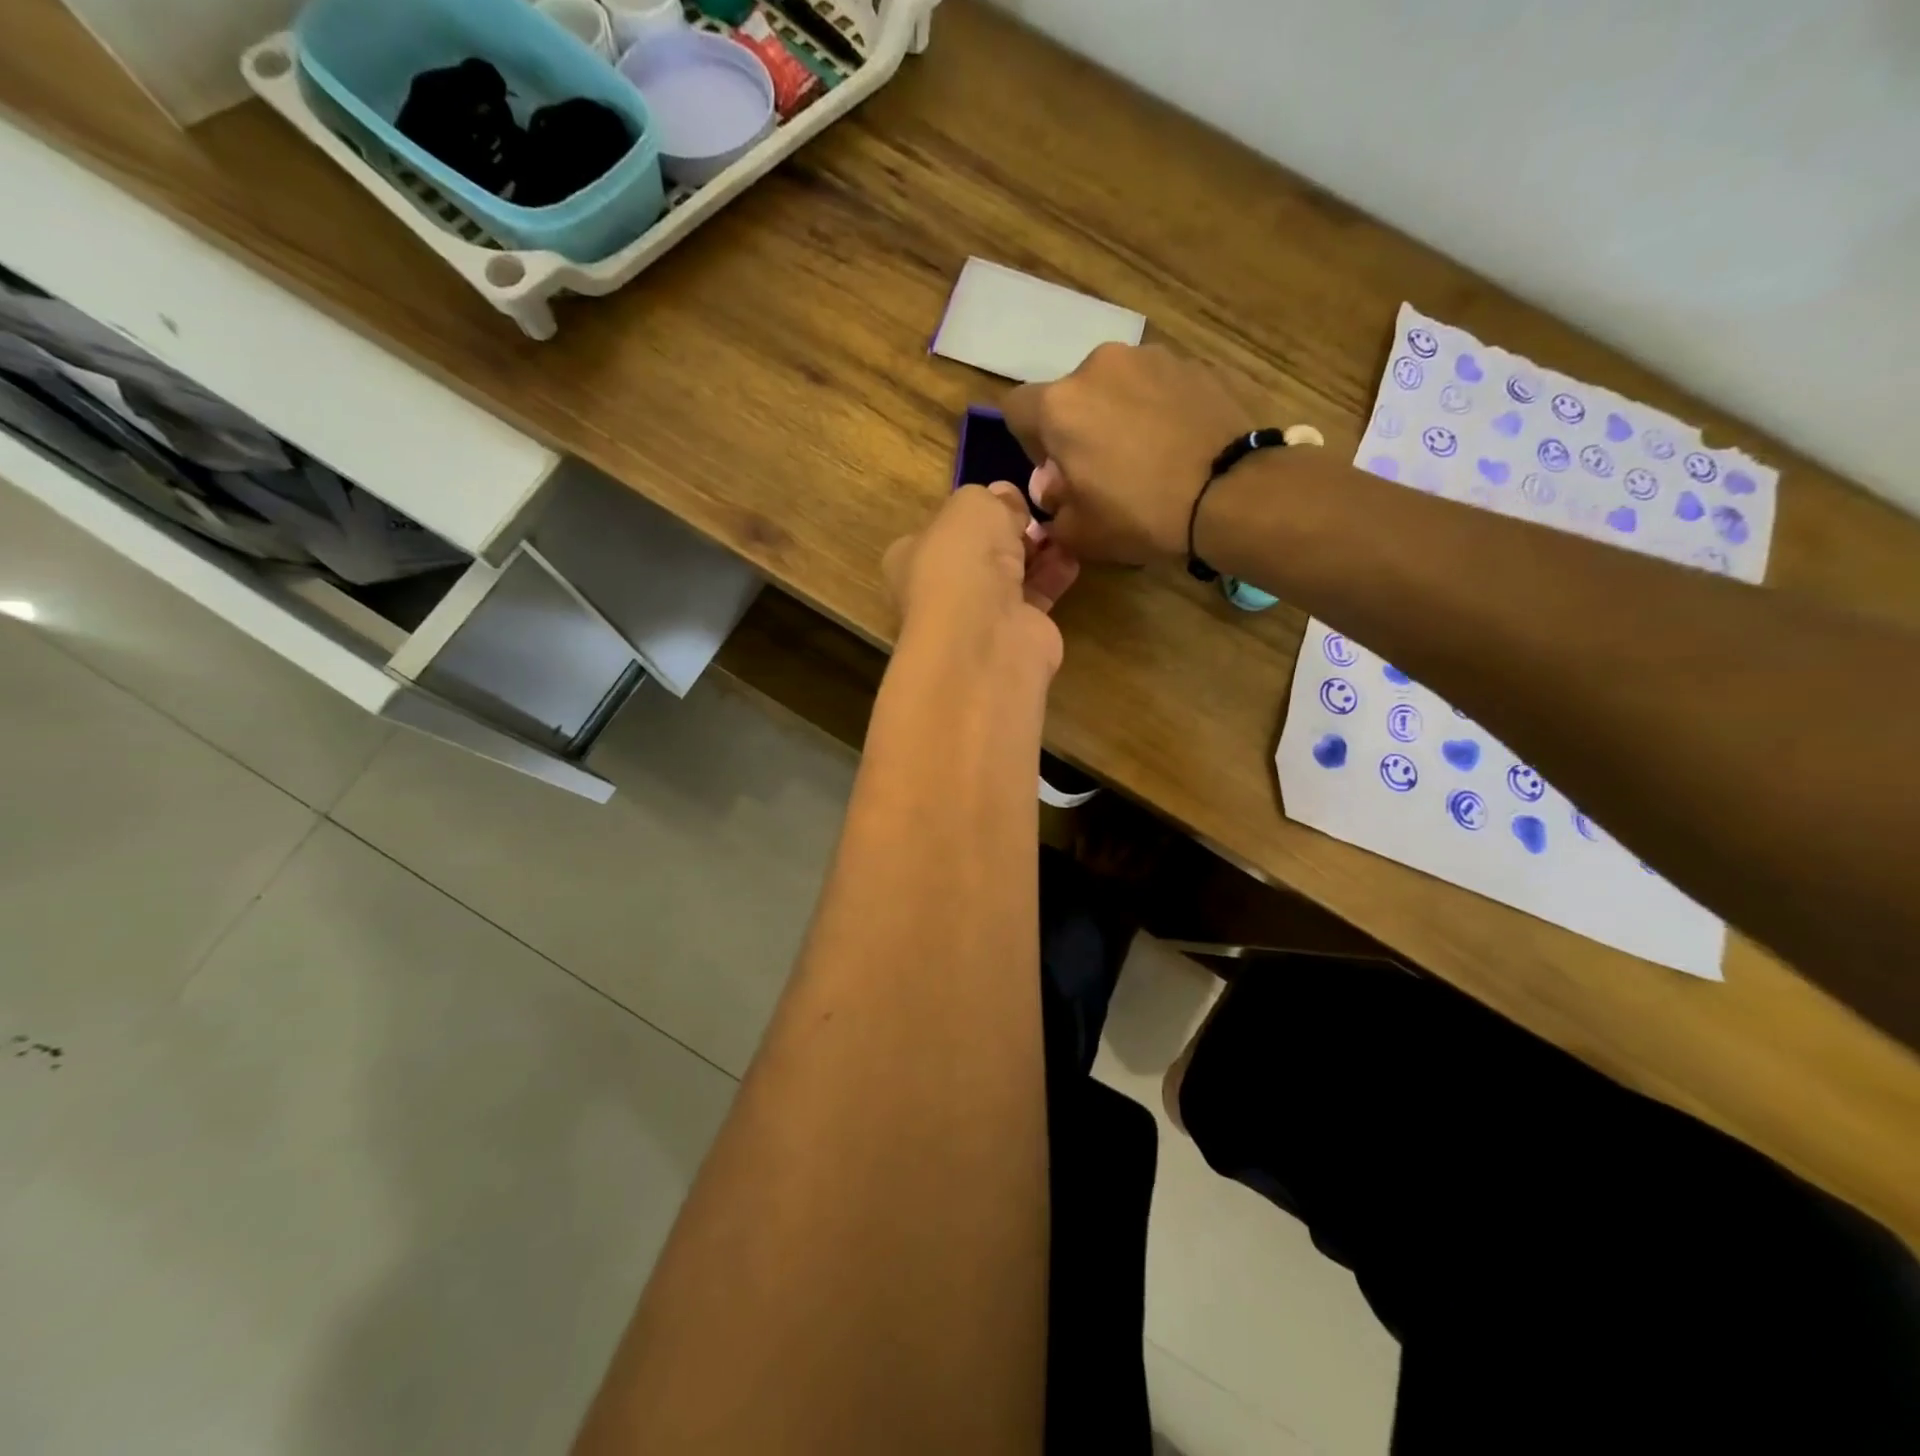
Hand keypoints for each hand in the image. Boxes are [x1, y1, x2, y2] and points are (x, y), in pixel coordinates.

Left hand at [883, 480, 1079, 674]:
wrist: (986, 632)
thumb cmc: (963, 560)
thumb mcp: (972, 505)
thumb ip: (991, 498)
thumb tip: (1006, 499)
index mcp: (911, 559)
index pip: (940, 531)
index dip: (972, 515)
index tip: (1003, 500)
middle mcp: (940, 590)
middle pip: (979, 554)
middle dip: (1008, 534)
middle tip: (1034, 514)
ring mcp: (977, 617)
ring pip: (1010, 576)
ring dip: (1035, 553)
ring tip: (1059, 530)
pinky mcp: (1015, 634)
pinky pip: (1036, 597)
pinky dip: (1053, 576)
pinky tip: (1070, 558)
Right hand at [1002, 343, 1258, 563]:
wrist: (1230, 495)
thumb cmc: (1141, 516)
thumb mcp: (1079, 533)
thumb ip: (1051, 507)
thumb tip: (1054, 488)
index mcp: (1061, 405)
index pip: (1017, 408)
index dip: (1028, 441)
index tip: (1053, 470)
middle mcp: (1099, 366)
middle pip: (1071, 394)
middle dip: (1078, 427)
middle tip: (1102, 468)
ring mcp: (1151, 358)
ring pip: (1116, 386)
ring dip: (1118, 413)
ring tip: (1147, 454)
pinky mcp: (1194, 363)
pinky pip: (1158, 386)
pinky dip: (1158, 409)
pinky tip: (1178, 444)